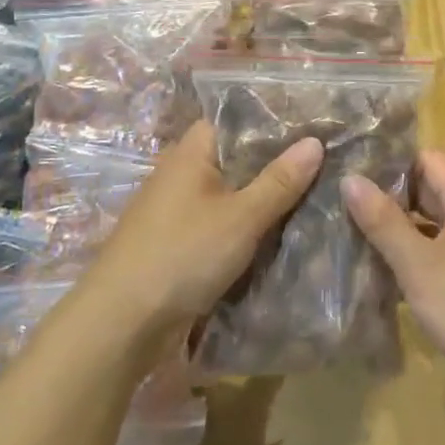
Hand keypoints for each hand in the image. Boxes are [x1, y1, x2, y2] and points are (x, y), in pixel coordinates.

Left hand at [86, 121, 322, 335]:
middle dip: (273, 163)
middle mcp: (179, 174)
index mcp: (189, 153)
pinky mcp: (176, 243)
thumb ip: (279, 181)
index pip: (232, 120)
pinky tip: (277, 233)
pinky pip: (219, 223)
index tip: (311, 125)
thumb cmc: (182, 255)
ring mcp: (175, 211)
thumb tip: (316, 141)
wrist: (122, 323)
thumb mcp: (241, 217)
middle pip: (233, 158)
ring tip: (311, 194)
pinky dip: (244, 226)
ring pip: (228, 194)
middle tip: (322, 162)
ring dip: (260, 198)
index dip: (269, 120)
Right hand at [342, 150, 444, 397]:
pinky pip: (440, 244)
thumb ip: (382, 220)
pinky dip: (414, 249)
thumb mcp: (416, 263)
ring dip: (398, 225)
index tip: (352, 176)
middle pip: (428, 187)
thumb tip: (349, 178)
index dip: (390, 164)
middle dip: (389, 196)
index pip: (425, 158)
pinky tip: (383, 265)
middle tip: (343, 205)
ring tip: (353, 232)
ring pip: (431, 219)